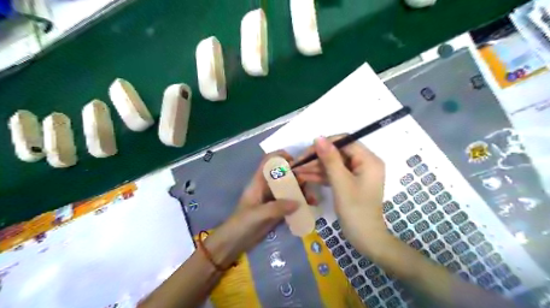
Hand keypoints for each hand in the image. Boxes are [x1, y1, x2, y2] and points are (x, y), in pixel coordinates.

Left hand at [206, 150, 317, 266]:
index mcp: (258, 182)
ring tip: (313, 200)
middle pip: (283, 174)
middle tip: (310, 184)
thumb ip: (277, 207)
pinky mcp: (277, 209)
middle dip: (297, 176)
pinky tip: (309, 207)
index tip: (296, 161)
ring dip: (301, 191)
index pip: (268, 162)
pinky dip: (300, 203)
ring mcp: (272, 198)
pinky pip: (290, 202)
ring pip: (289, 188)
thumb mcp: (258, 214)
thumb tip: (299, 202)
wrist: (234, 243)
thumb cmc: (241, 224)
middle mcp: (267, 187)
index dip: (281, 157)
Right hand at [297, 137, 385, 251]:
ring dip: (316, 167)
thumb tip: (318, 138)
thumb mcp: (341, 183)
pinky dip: (321, 176)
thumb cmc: (355, 210)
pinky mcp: (351, 182)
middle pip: (337, 152)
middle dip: (317, 158)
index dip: (324, 144)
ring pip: (334, 164)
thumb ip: (330, 159)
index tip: (307, 153)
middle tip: (298, 164)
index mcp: (368, 159)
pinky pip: (335, 174)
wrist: (366, 239)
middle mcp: (365, 163)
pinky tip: (305, 177)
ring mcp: (357, 173)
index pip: (344, 141)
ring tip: (297, 171)